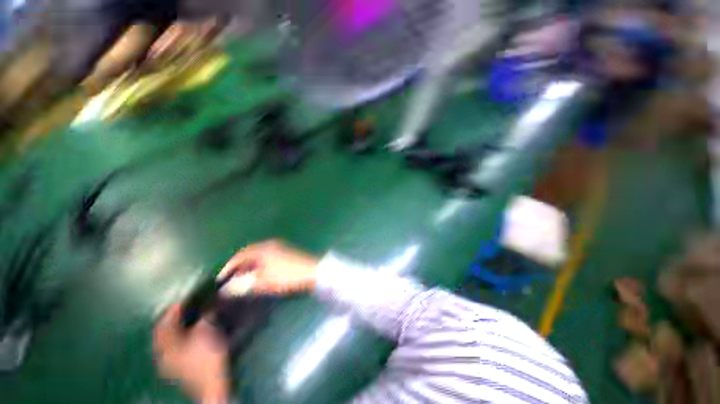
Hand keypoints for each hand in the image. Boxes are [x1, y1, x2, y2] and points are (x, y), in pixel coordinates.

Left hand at [153, 304, 229, 403]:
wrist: (211, 385)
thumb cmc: (207, 357)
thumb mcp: (207, 333)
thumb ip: (204, 318)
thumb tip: (207, 307)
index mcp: (166, 345)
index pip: (164, 324)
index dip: (173, 310)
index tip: (183, 300)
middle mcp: (163, 353)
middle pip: (163, 333)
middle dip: (173, 320)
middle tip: (184, 308)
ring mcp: (169, 363)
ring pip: (168, 341)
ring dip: (176, 329)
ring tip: (187, 319)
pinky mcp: (178, 368)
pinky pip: (174, 348)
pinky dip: (180, 338)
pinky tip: (189, 334)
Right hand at [218, 240, 319, 295]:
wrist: (312, 272)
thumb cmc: (286, 276)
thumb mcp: (263, 282)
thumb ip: (243, 285)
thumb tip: (225, 290)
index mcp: (263, 248)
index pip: (240, 255)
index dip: (228, 266)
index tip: (220, 279)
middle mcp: (270, 245)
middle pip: (249, 254)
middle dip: (238, 267)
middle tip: (230, 280)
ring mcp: (279, 248)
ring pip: (258, 256)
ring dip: (248, 267)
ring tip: (242, 280)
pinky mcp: (285, 253)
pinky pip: (266, 258)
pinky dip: (259, 266)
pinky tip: (258, 276)